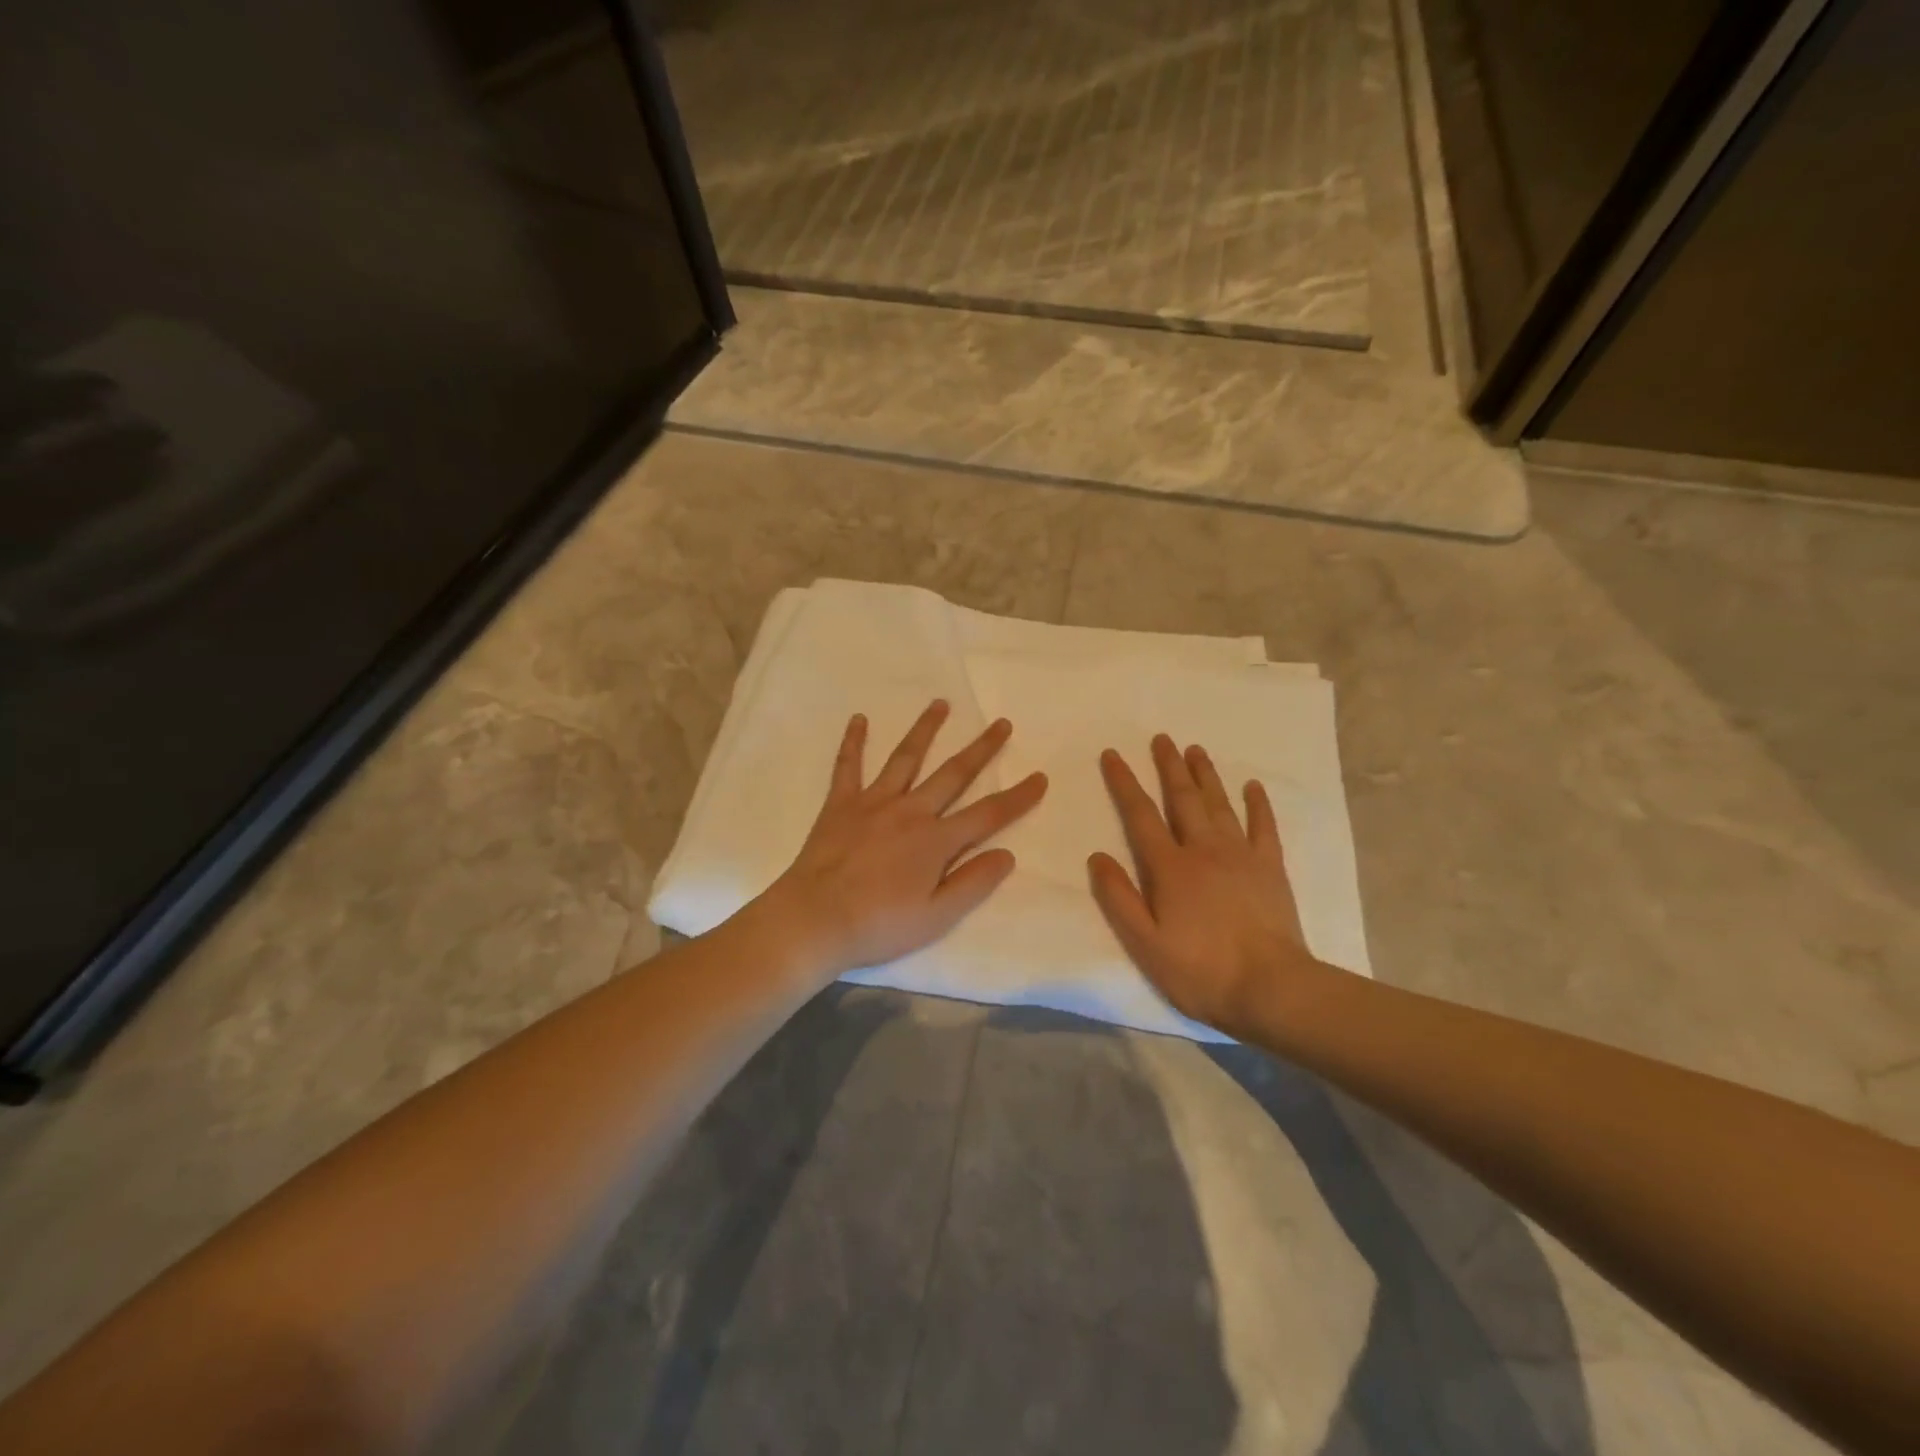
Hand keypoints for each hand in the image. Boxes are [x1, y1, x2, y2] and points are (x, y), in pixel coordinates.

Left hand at [763, 700, 1047, 976]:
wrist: (815, 919)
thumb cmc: (879, 924)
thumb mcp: (937, 916)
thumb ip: (973, 882)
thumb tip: (1007, 853)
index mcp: (936, 840)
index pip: (988, 814)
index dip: (1018, 797)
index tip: (1040, 777)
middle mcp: (910, 811)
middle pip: (953, 774)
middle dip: (981, 749)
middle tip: (1002, 723)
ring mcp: (874, 802)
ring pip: (906, 758)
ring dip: (925, 729)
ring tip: (941, 704)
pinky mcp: (841, 804)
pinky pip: (848, 766)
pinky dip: (854, 741)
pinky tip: (859, 719)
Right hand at [1089, 735, 1330, 1035]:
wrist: (1271, 988)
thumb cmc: (1200, 970)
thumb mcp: (1144, 942)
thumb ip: (1118, 897)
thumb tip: (1097, 856)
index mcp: (1170, 867)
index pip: (1140, 815)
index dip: (1124, 782)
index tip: (1113, 754)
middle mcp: (1203, 849)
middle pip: (1183, 798)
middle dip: (1168, 766)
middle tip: (1161, 738)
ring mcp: (1241, 855)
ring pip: (1220, 804)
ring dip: (1205, 775)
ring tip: (1195, 749)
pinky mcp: (1270, 868)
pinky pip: (1263, 826)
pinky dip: (1258, 804)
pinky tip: (1252, 786)